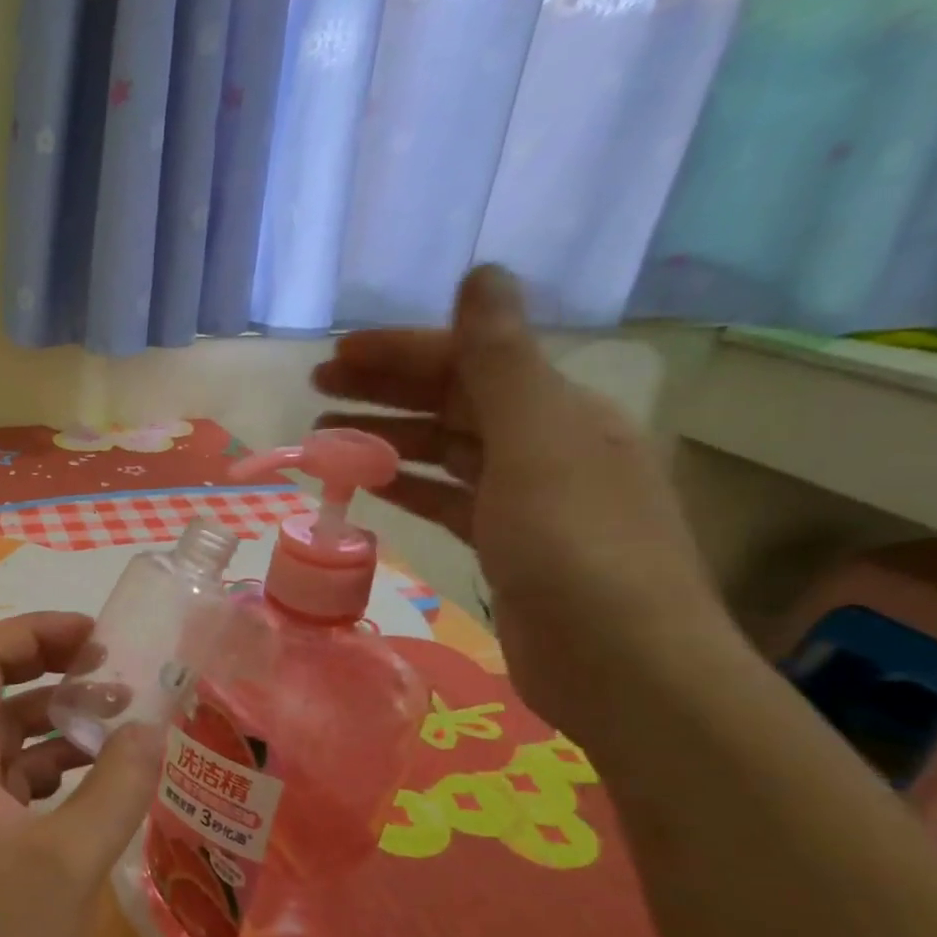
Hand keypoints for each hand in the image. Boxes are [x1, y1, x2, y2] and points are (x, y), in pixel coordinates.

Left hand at [0, 612, 164, 936]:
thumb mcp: (69, 859)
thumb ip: (116, 789)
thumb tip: (151, 728)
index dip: (33, 634)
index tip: (91, 636)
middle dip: (51, 670)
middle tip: (111, 667)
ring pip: (10, 738)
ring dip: (58, 721)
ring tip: (118, 718)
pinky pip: (17, 780)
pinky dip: (55, 768)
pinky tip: (97, 780)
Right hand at [311, 264, 727, 739]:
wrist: (621, 663)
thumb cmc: (574, 546)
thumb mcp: (534, 441)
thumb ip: (500, 359)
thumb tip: (481, 273)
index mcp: (559, 410)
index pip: (468, 360)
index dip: (400, 352)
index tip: (335, 355)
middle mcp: (545, 444)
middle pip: (452, 401)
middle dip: (383, 389)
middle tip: (315, 387)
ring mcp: (526, 497)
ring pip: (444, 450)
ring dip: (385, 438)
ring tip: (323, 438)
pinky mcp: (506, 543)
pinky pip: (446, 498)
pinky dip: (407, 485)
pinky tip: (369, 484)